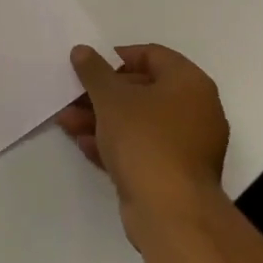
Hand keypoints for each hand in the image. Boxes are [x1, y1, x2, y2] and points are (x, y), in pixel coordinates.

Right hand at [57, 43, 229, 236]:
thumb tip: (82, 51)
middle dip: (102, 93)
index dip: (117, 57)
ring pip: (139, 121)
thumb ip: (94, 71)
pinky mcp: (176, 173)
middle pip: (142, 90)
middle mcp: (196, 110)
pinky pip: (142, 147)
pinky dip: (116, 143)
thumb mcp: (110, 97)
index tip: (90, 67)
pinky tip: (84, 144)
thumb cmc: (144, 139)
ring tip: (67, 122)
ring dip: (101, 119)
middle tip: (72, 97)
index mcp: (189, 83)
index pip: (152, 55)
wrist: (170, 211)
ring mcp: (188, 144)